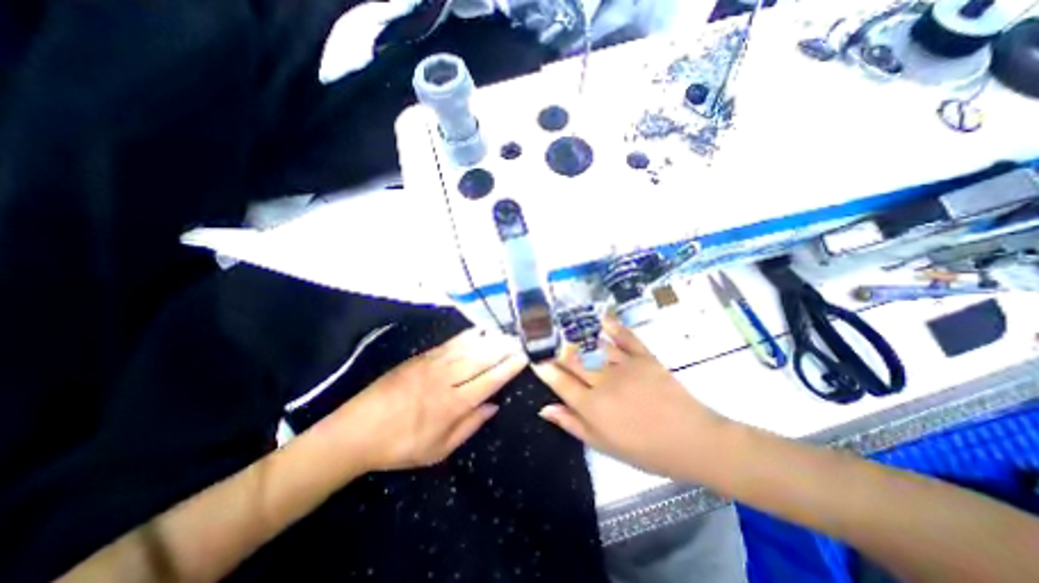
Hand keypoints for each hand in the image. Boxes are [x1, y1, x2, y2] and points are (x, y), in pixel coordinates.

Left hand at [316, 329, 528, 473]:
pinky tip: (478, 331)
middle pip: (481, 359)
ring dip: (489, 340)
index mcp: (452, 405)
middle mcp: (446, 380)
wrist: (356, 430)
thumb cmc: (400, 446)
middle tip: (520, 341)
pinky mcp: (420, 358)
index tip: (523, 357)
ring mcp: (432, 365)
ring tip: (505, 334)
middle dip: (503, 349)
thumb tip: (493, 406)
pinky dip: (467, 336)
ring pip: (468, 348)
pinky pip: (450, 344)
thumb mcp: (437, 450)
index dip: (508, 368)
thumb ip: (468, 426)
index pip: (489, 381)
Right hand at [531, 316, 724, 480]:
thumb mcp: (604, 446)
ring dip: (576, 335)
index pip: (560, 381)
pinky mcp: (644, 357)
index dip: (544, 368)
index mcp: (593, 407)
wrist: (693, 441)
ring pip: (593, 346)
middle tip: (544, 338)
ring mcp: (625, 366)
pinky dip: (612, 326)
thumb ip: (572, 425)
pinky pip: (625, 338)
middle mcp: (604, 382)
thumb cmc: (646, 450)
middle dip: (555, 348)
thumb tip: (545, 408)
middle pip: (572, 360)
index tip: (534, 358)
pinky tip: (601, 318)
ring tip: (563, 325)